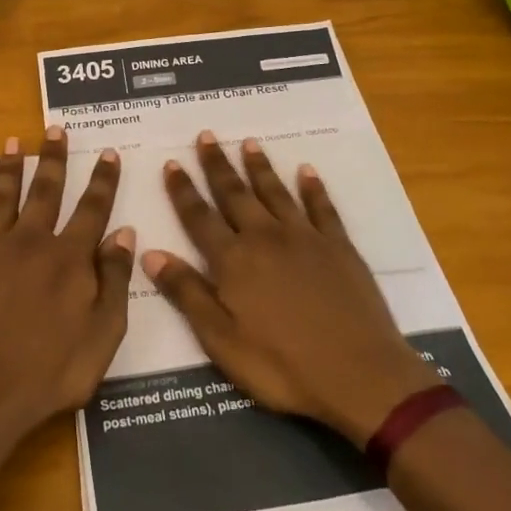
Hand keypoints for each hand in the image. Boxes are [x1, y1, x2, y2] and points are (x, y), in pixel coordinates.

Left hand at [0, 126, 135, 445]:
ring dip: (11, 167)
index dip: (103, 180)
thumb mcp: (103, 335)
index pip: (92, 209)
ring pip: (4, 196)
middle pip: (46, 190)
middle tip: (56, 129)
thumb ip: (115, 281)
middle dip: (54, 158)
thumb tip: (124, 232)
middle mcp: (31, 241)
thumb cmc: (50, 372)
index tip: (109, 153)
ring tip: (15, 141)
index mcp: (69, 258)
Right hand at [143, 131, 438, 444]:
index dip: (183, 191)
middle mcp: (265, 238)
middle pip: (235, 194)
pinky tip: (306, 171)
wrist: (360, 374)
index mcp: (233, 261)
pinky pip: (321, 207)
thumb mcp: (222, 341)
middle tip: (207, 136)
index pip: (199, 217)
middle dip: (217, 165)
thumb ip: (187, 294)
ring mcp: (304, 238)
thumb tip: (150, 253)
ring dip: (260, 167)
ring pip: (275, 192)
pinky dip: (313, 187)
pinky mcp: (338, 246)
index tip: (173, 163)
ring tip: (249, 143)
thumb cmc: (283, 366)